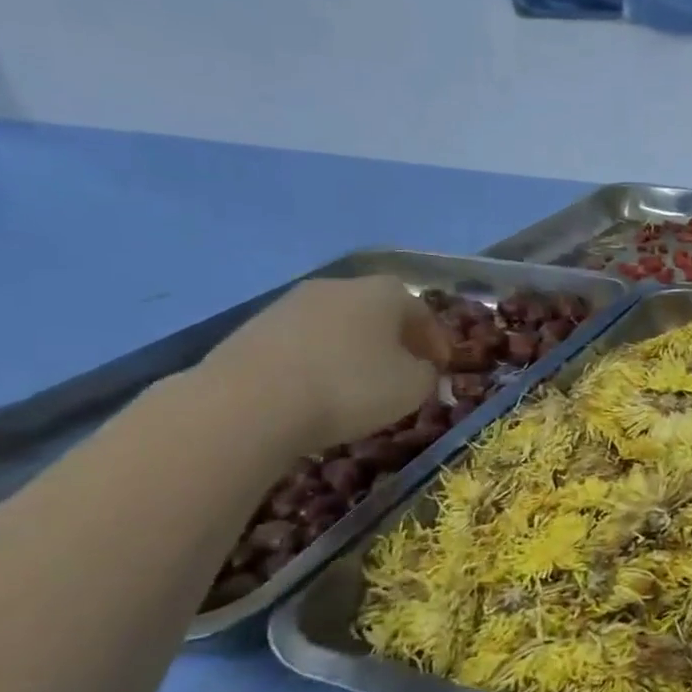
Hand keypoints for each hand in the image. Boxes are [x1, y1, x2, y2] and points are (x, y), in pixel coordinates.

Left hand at [196, 275, 450, 453]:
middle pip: (377, 310)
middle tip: (404, 370)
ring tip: (359, 383)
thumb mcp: (412, 388)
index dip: (436, 340)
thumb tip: (418, 368)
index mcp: (384, 292)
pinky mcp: (253, 329)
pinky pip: (303, 342)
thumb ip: (427, 374)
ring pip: (337, 324)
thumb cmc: (350, 388)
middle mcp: (338, 286)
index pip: (422, 310)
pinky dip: (318, 360)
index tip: (442, 367)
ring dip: (354, 349)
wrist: (248, 404)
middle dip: (394, 339)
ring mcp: (290, 304)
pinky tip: (318, 389)